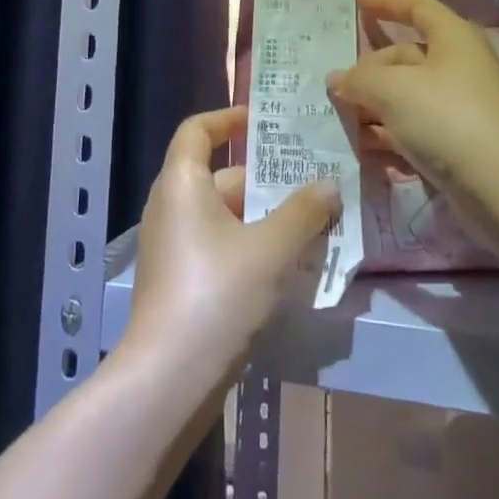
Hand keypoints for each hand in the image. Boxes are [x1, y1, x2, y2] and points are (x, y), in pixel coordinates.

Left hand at [120, 106, 338, 394]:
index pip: (198, 129)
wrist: (168, 380)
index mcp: (182, 183)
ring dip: (265, 217)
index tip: (265, 122)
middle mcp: (170, 206)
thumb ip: (304, 211)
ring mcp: (171, 247)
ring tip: (313, 224)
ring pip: (224, 216)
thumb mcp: (271, 249)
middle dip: (266, 180)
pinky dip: (250, 245)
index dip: (229, 118)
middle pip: (219, 176)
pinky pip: (218, 245)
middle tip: (313, 182)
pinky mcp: (178, 281)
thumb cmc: (217, 295)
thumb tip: (329, 185)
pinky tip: (287, 266)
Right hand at [327, 0, 498, 199]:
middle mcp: (458, 66)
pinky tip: (363, 144)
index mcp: (452, 38)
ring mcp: (458, 106)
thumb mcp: (393, 90)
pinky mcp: (456, 142)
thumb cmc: (449, 118)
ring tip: (340, 118)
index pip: (417, 7)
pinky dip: (389, 132)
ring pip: (406, 95)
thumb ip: (359, 80)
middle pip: (404, 57)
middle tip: (336, 88)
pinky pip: (414, 127)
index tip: (357, 4)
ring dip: (374, 104)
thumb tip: (336, 79)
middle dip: (369, 70)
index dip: (387, 2)